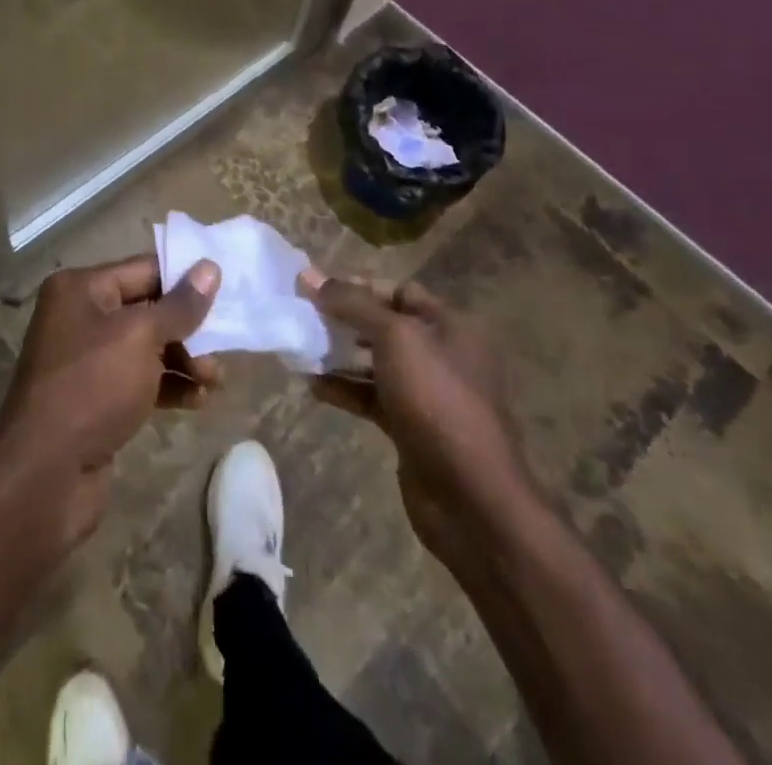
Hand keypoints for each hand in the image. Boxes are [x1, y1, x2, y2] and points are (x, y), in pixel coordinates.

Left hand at [0, 254, 220, 540]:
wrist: (44, 474)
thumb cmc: (92, 386)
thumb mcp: (141, 337)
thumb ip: (180, 305)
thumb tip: (210, 268)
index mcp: (81, 288)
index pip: (144, 269)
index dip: (185, 278)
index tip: (227, 289)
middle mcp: (81, 316)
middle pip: (148, 309)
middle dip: (188, 327)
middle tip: (223, 345)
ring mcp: (87, 360)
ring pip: (147, 348)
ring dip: (184, 360)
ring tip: (215, 380)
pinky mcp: (97, 398)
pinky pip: (140, 380)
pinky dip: (169, 386)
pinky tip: (199, 401)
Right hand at [303, 273, 528, 566]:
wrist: (471, 497)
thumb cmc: (436, 400)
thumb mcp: (395, 338)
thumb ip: (353, 304)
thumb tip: (310, 275)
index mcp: (450, 326)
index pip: (398, 290)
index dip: (357, 285)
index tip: (315, 287)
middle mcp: (442, 354)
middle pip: (385, 325)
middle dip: (344, 319)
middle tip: (302, 316)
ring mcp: (427, 394)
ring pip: (375, 362)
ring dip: (339, 354)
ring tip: (300, 349)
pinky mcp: (411, 427)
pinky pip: (371, 397)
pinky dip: (344, 389)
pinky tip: (312, 386)